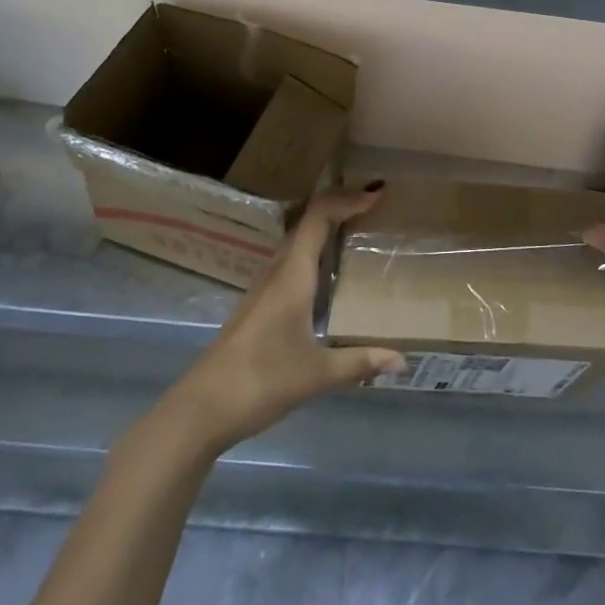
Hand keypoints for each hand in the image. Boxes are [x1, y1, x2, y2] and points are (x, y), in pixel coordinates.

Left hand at [163, 185, 404, 454]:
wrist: (202, 408)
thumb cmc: (261, 381)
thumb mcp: (317, 374)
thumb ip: (360, 363)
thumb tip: (403, 360)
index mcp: (292, 275)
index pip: (318, 217)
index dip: (347, 199)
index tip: (378, 195)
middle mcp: (277, 271)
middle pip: (307, 222)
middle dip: (340, 207)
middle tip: (374, 209)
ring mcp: (264, 287)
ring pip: (297, 242)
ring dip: (325, 229)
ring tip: (357, 233)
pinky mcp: (258, 304)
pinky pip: (291, 262)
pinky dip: (313, 253)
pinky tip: (328, 276)